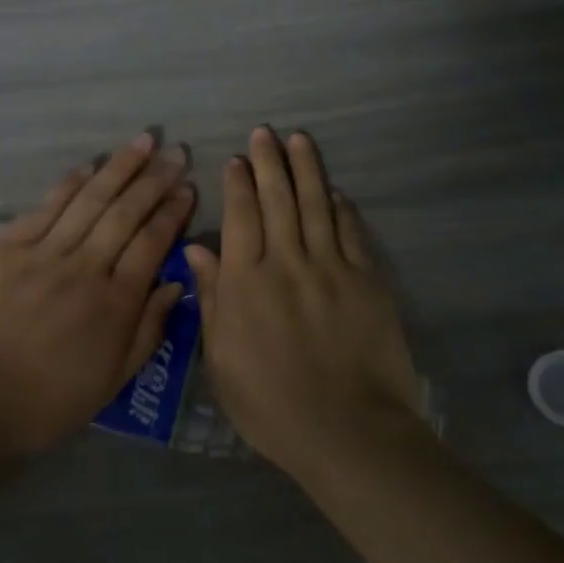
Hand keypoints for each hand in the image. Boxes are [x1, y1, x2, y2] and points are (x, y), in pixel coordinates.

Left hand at [0, 132, 195, 456]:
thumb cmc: (48, 398)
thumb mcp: (113, 379)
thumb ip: (149, 330)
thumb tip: (175, 284)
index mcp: (114, 303)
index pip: (151, 243)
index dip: (172, 212)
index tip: (187, 188)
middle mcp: (84, 268)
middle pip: (126, 214)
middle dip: (154, 180)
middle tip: (175, 153)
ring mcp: (43, 253)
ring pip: (89, 201)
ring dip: (119, 168)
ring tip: (143, 142)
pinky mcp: (6, 247)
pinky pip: (46, 207)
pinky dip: (70, 184)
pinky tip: (89, 166)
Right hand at [184, 127, 424, 475]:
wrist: (346, 429)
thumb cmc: (270, 404)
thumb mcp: (221, 359)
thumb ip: (212, 299)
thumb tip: (197, 250)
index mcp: (245, 282)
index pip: (240, 216)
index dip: (238, 184)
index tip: (236, 159)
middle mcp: (286, 262)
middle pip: (277, 199)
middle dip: (269, 162)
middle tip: (265, 133)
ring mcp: (330, 268)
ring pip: (316, 205)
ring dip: (306, 169)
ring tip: (300, 140)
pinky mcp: (365, 281)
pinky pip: (350, 233)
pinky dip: (341, 207)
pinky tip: (335, 191)